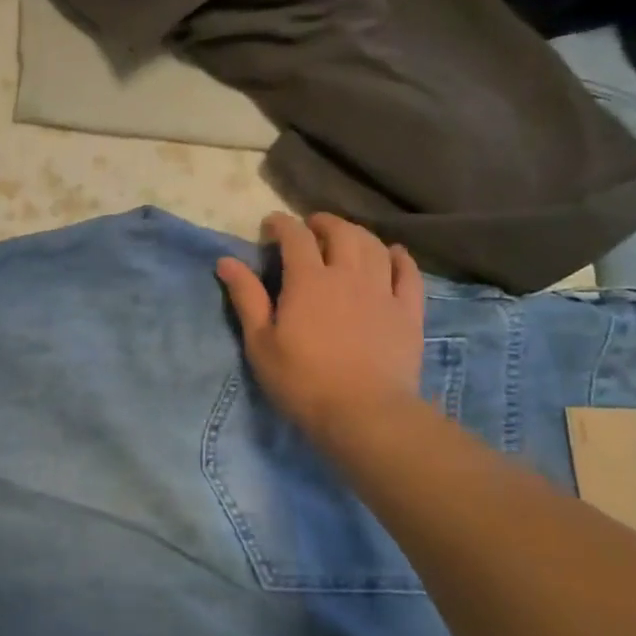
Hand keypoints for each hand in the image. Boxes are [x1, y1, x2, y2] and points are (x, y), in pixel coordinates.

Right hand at [216, 212, 423, 433]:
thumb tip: (226, 260)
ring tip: (346, 237)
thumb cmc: (302, 380)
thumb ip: (246, 297)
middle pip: (341, 232)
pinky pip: (409, 272)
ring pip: (375, 246)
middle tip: (310, 227)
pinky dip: (399, 257)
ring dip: (358, 234)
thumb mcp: (261, 342)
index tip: (270, 225)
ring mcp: (383, 291)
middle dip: (323, 222)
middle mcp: (348, 275)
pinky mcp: (408, 311)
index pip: (295, 236)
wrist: (364, 413)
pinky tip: (393, 254)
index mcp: (308, 280)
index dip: (282, 224)